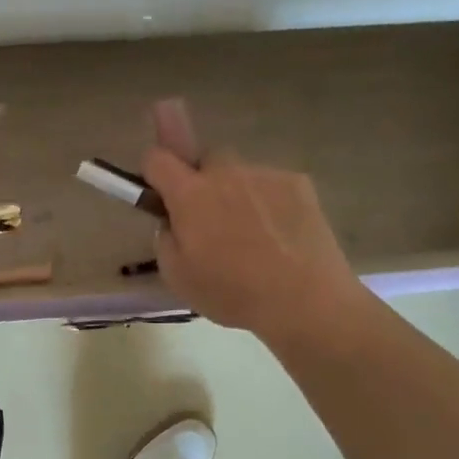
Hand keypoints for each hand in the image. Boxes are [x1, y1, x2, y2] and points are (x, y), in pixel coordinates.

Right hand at [142, 142, 370, 349]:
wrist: (305, 300)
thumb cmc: (233, 292)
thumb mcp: (177, 276)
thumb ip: (165, 238)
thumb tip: (173, 222)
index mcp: (190, 194)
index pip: (157, 158)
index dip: (154, 170)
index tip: (161, 192)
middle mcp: (225, 173)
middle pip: (204, 159)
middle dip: (201, 181)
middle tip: (210, 218)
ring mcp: (265, 174)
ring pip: (240, 174)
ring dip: (237, 193)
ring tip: (253, 235)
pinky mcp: (299, 183)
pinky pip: (272, 184)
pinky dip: (270, 202)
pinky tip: (280, 235)